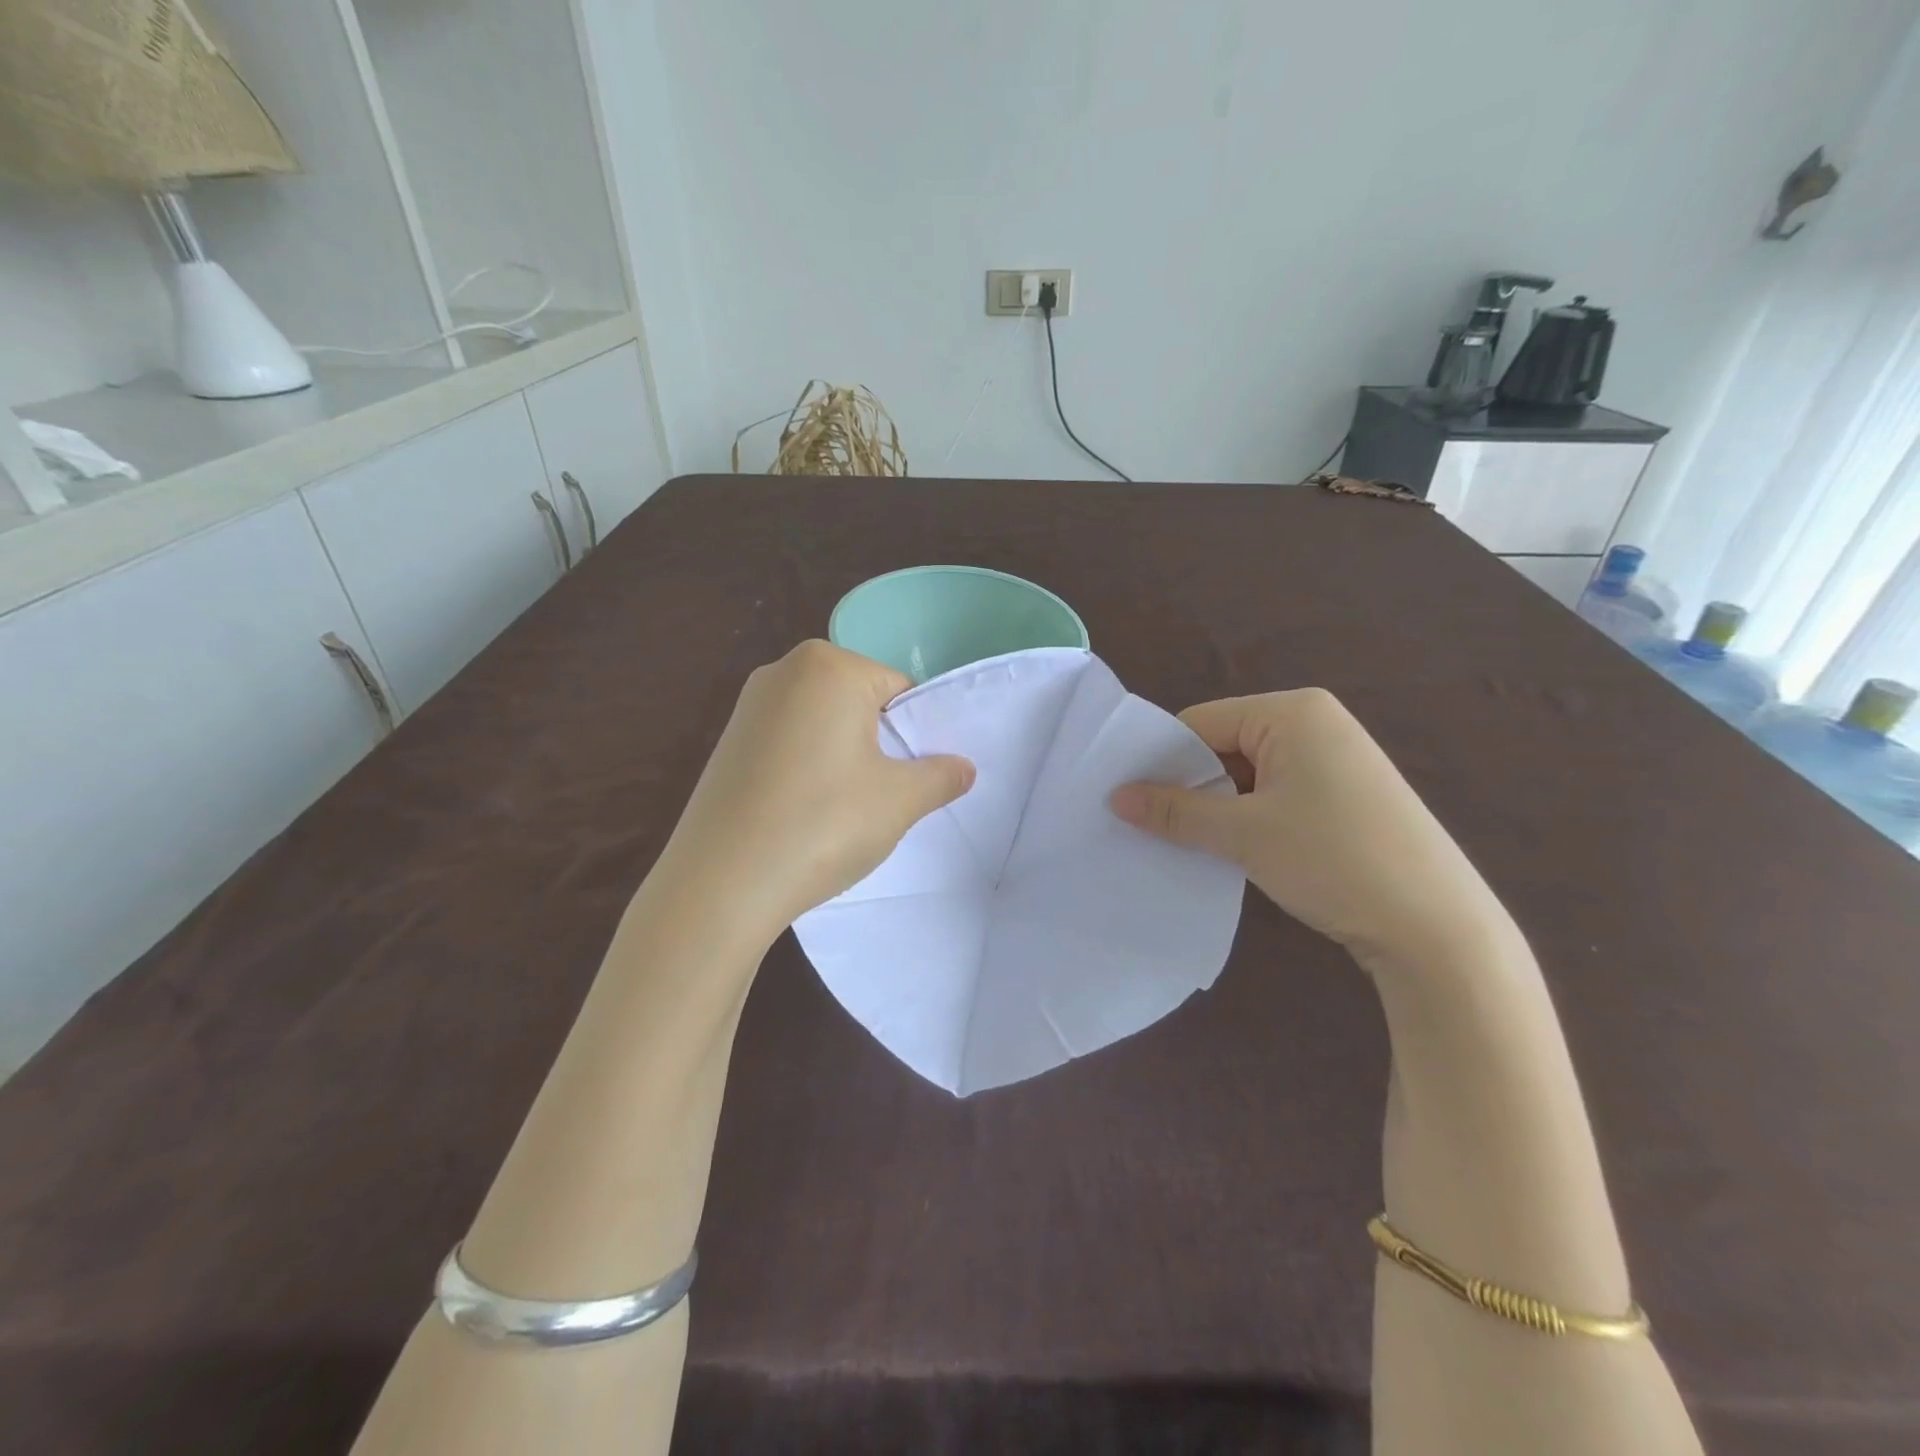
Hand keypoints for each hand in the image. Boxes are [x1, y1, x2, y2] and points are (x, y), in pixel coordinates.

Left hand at [653, 641, 974, 944]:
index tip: (911, 779)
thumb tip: (965, 768)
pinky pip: (788, 744)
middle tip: (881, 796)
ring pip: (823, 725)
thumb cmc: (823, 824)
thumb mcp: (900, 800)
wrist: (721, 883)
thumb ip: (941, 776)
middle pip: (859, 702)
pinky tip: (802, 813)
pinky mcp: (726, 743)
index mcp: (829, 666)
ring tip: (840, 810)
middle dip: (878, 744)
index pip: (899, 689)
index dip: (914, 735)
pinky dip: (806, 769)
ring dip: (842, 758)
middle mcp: (783, 671)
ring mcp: (747, 706)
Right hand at [1111, 689, 1509, 964]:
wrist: (1438, 928)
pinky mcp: (1346, 794)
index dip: (1160, 759)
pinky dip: (1248, 816)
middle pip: (1224, 744)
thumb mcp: (1243, 834)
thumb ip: (1176, 811)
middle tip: (1146, 823)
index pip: (1200, 722)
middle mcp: (1316, 722)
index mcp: (1293, 711)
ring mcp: (1336, 758)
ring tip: (1182, 841)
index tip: (1125, 797)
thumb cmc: (1334, 860)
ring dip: (1216, 805)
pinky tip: (1230, 848)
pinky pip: (1277, 792)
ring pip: (1248, 772)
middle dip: (1189, 784)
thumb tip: (1115, 797)